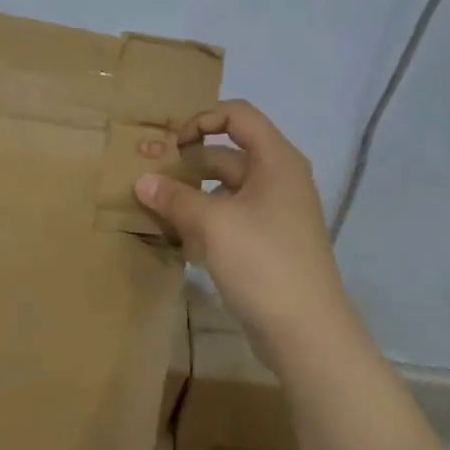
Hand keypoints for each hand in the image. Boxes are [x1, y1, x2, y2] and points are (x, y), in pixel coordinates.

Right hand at [134, 100, 350, 354]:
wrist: (307, 334)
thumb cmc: (263, 262)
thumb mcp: (212, 224)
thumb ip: (174, 197)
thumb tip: (141, 181)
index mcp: (276, 160)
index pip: (238, 115)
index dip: (202, 120)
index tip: (172, 145)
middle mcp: (279, 179)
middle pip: (228, 153)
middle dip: (189, 163)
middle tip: (151, 178)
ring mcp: (276, 213)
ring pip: (226, 189)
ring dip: (192, 195)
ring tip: (157, 209)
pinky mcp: (268, 243)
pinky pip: (231, 218)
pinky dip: (205, 221)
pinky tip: (179, 240)